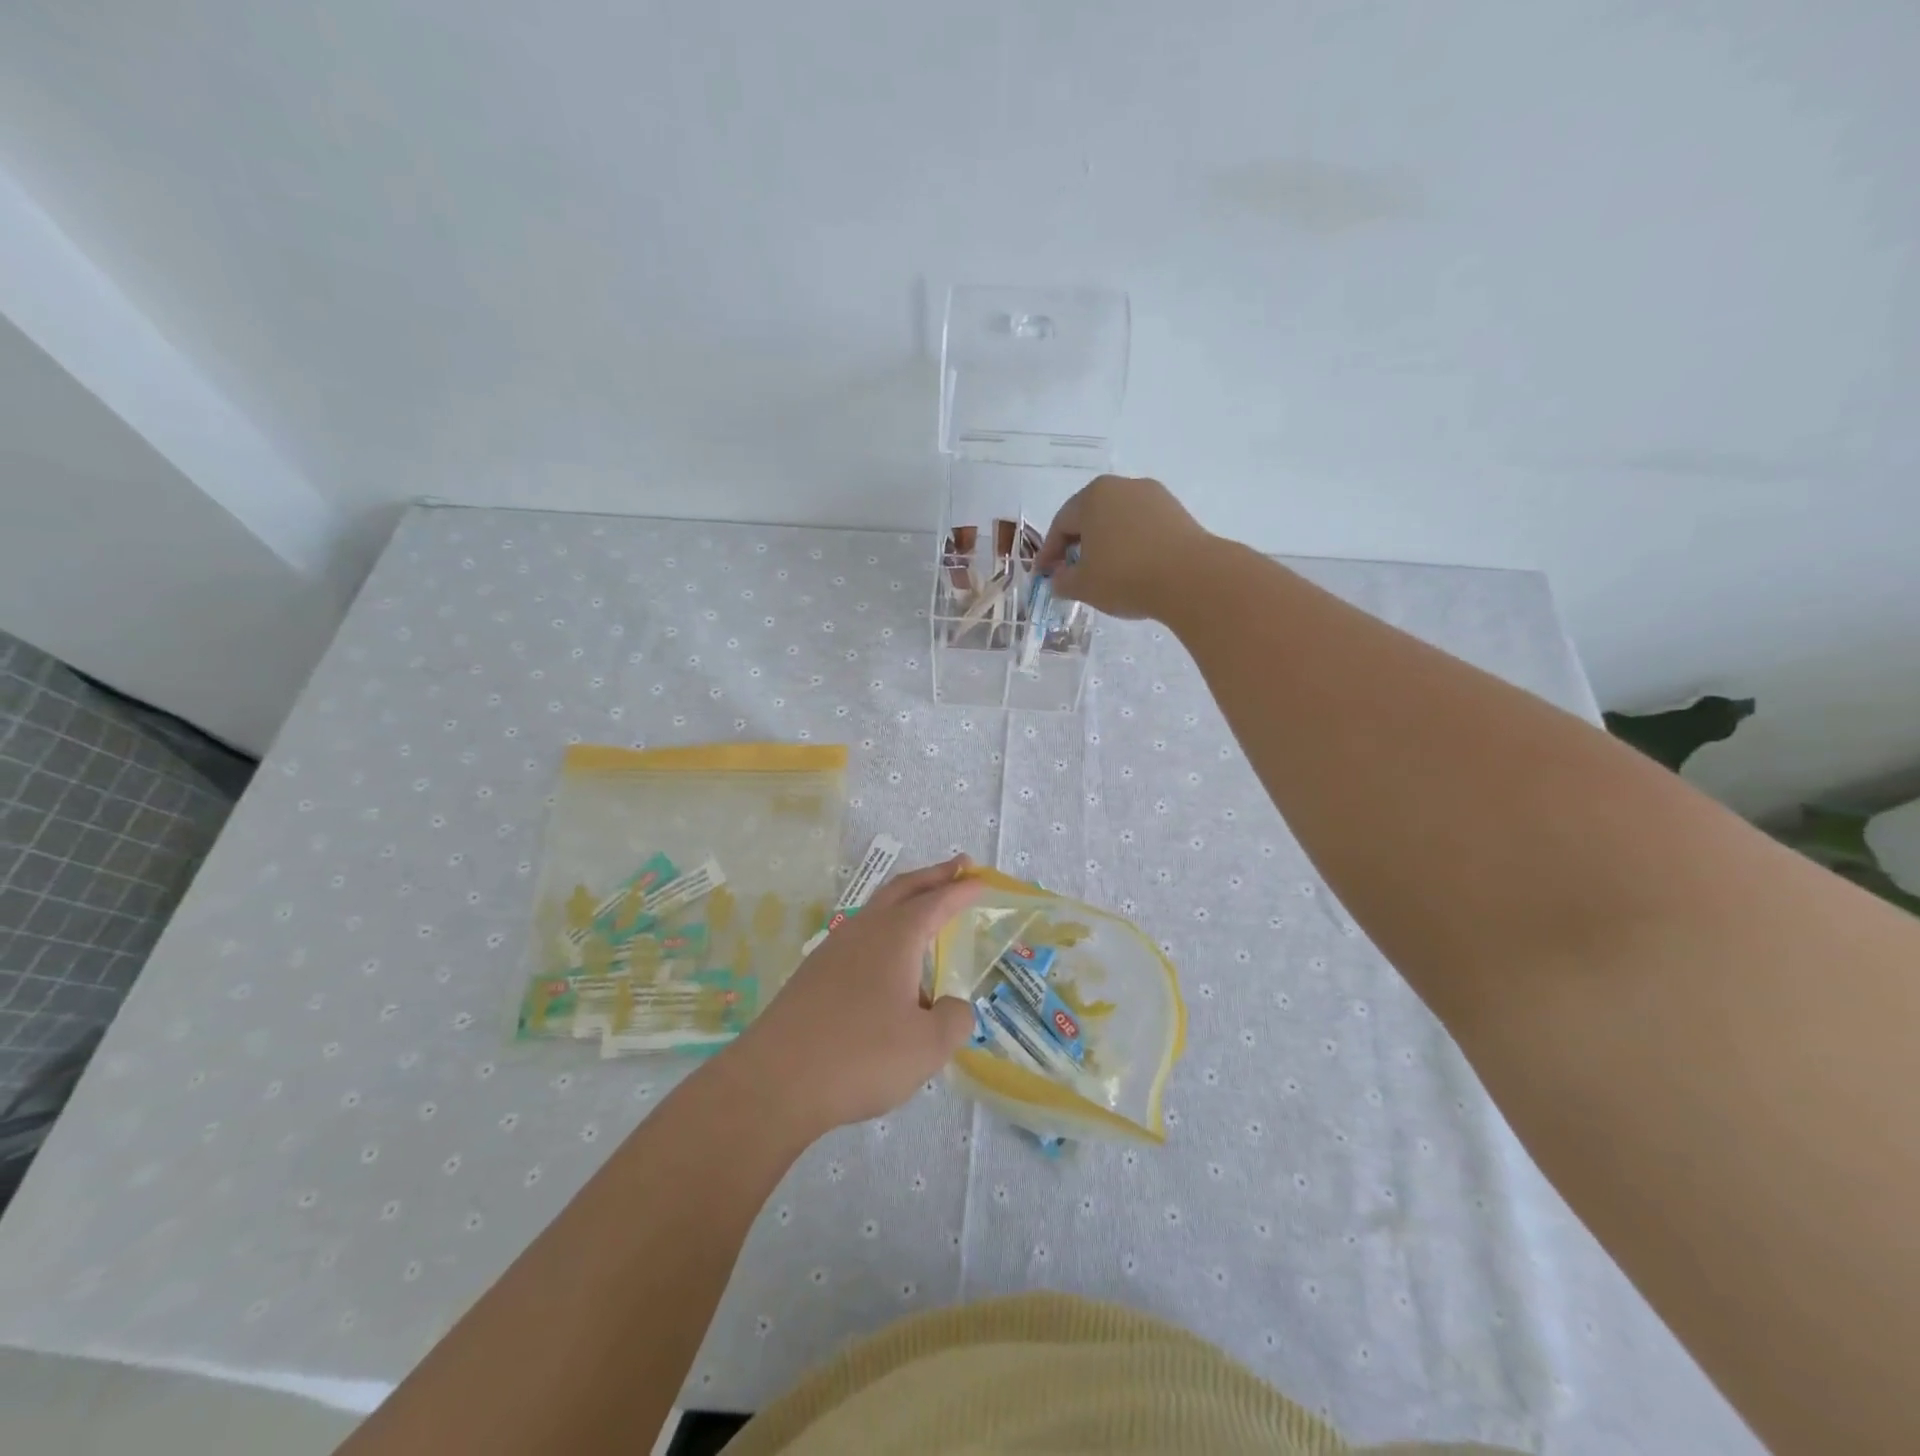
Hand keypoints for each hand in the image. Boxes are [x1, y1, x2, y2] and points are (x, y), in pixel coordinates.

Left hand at [730, 856, 980, 1133]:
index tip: (982, 880)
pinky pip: (859, 939)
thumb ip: (954, 1020)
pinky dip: (884, 934)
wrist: (774, 1082)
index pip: (936, 901)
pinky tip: (888, 967)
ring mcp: (833, 950)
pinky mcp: (813, 976)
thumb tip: (953, 1007)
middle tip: (959, 866)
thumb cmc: (860, 1056)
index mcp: (895, 936)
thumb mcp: (927, 1046)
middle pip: (902, 889)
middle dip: (933, 876)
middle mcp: (863, 931)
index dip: (962, 889)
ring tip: (926, 916)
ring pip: (876, 912)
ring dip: (905, 903)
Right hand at [1034, 475, 1212, 620]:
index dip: (1049, 553)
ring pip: (1118, 522)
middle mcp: (1123, 486)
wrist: (1191, 578)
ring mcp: (1154, 497)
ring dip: (1106, 545)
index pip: (1061, 524)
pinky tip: (1132, 570)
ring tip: (1104, 573)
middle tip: (1071, 573)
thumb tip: (1059, 579)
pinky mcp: (1178, 513)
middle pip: (1090, 517)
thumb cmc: (1124, 576)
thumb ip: (1063, 581)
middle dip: (1078, 546)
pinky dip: (1131, 546)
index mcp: (1093, 496)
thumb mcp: (1082, 585)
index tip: (1045, 576)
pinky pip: (1143, 529)